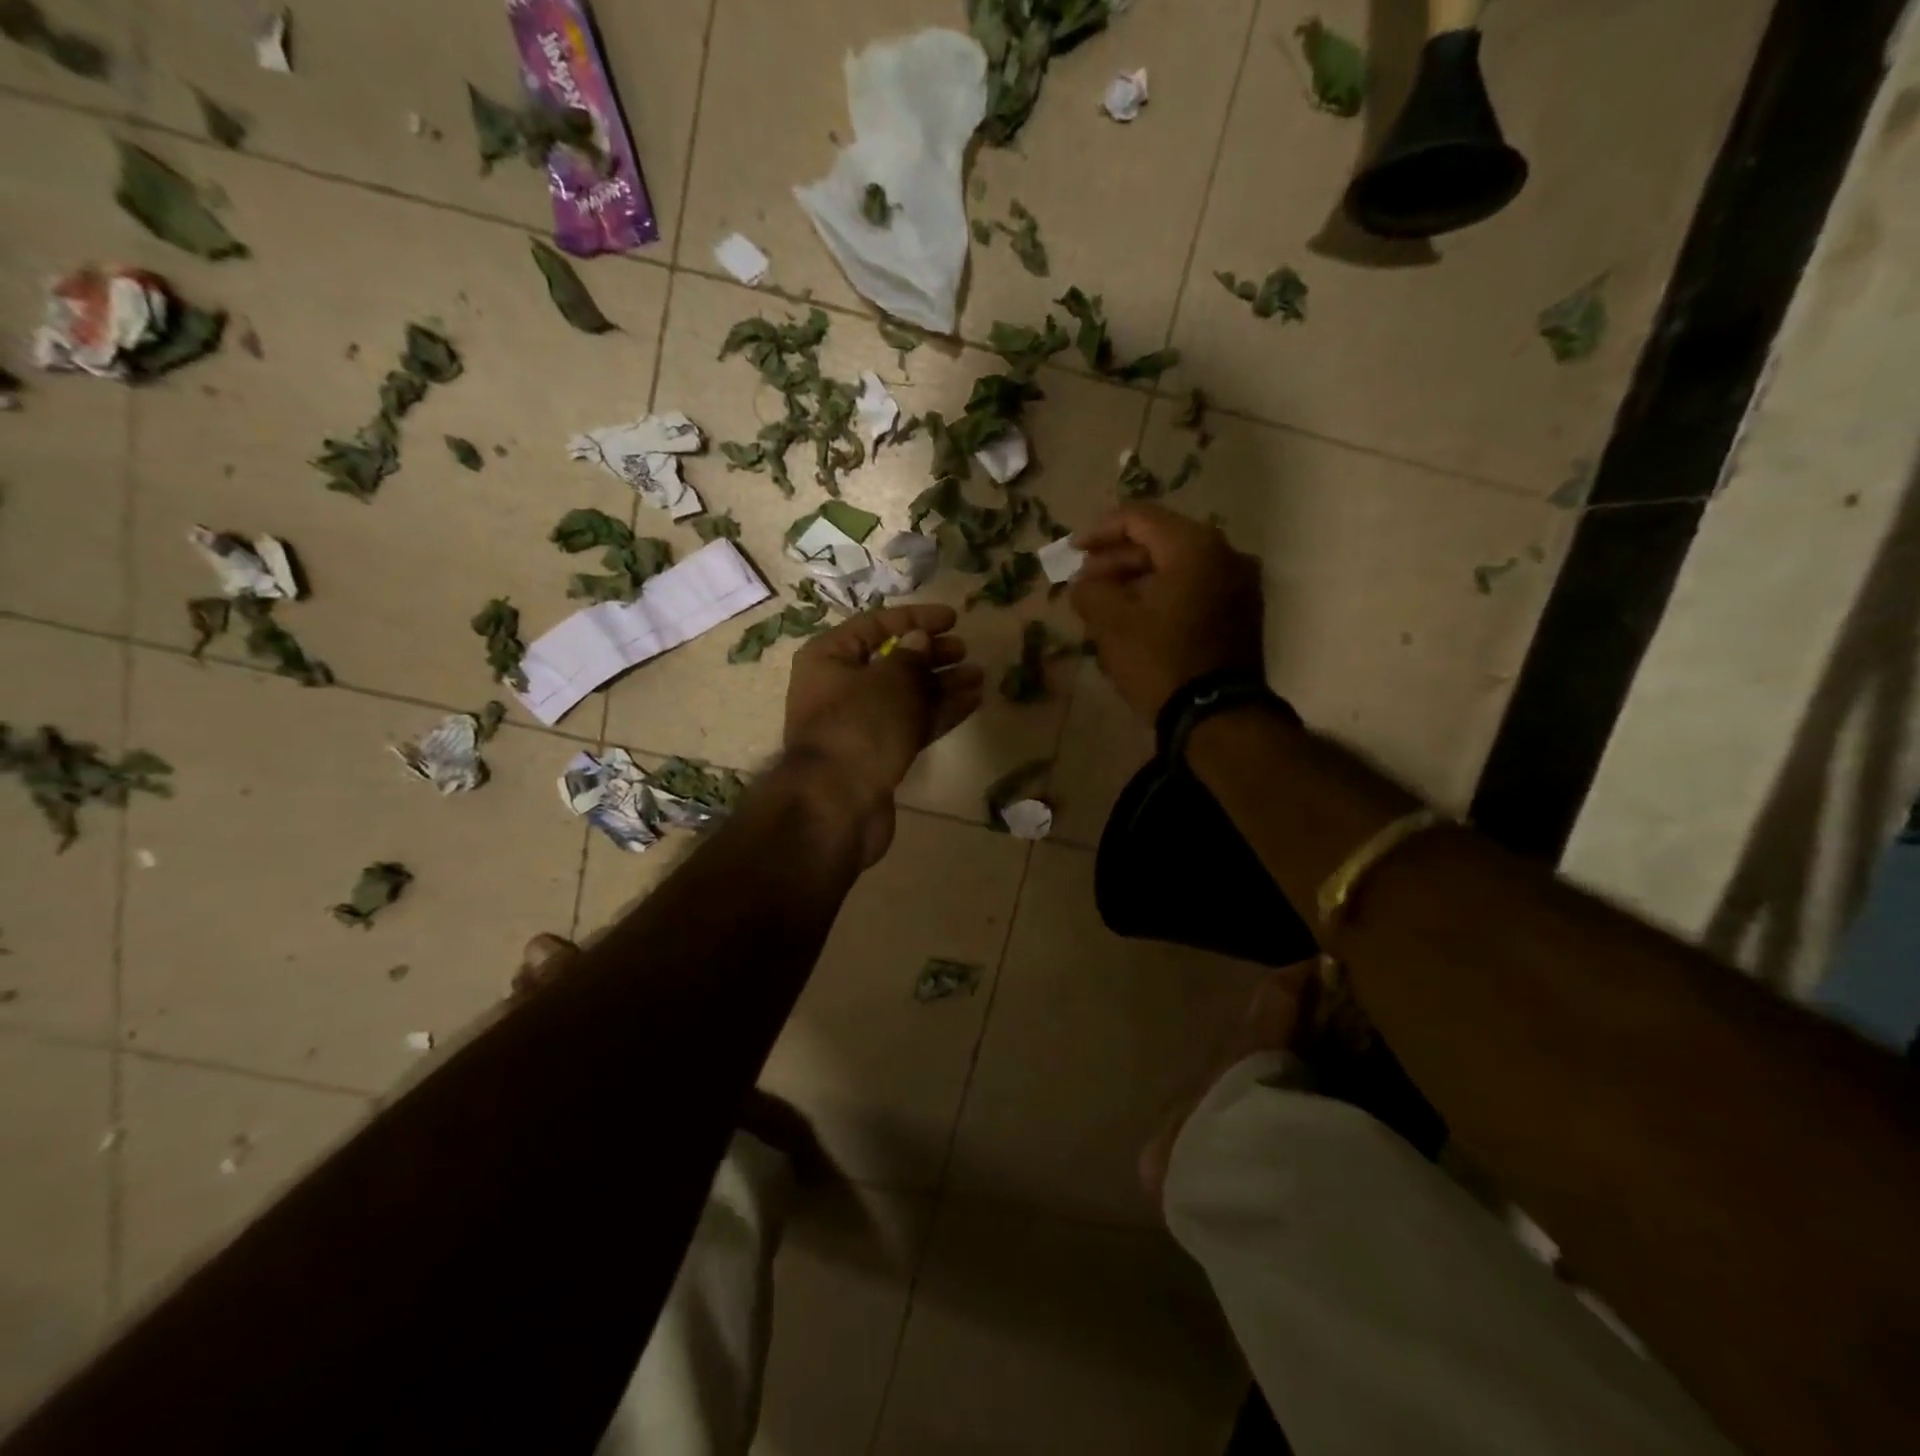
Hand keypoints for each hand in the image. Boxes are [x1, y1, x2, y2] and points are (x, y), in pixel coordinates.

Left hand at [783, 604, 984, 863]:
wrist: (837, 806)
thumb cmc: (859, 728)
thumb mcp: (890, 682)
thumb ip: (911, 657)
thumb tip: (919, 640)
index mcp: (829, 658)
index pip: (875, 625)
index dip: (915, 618)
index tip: (953, 618)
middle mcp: (840, 687)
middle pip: (892, 661)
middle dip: (931, 655)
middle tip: (964, 651)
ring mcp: (858, 724)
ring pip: (906, 695)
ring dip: (942, 685)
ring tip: (979, 676)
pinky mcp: (877, 754)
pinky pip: (911, 723)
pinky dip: (939, 712)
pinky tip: (971, 701)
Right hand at [1070, 504, 1265, 722]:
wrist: (1217, 715)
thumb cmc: (1161, 661)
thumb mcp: (1111, 624)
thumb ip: (1089, 591)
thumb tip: (1084, 582)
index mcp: (1195, 546)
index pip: (1139, 519)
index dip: (1099, 532)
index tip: (1072, 551)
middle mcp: (1226, 555)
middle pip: (1161, 542)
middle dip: (1117, 561)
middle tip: (1086, 583)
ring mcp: (1240, 585)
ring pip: (1178, 569)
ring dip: (1138, 581)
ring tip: (1105, 605)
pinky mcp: (1242, 614)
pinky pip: (1195, 590)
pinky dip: (1163, 596)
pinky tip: (1137, 620)